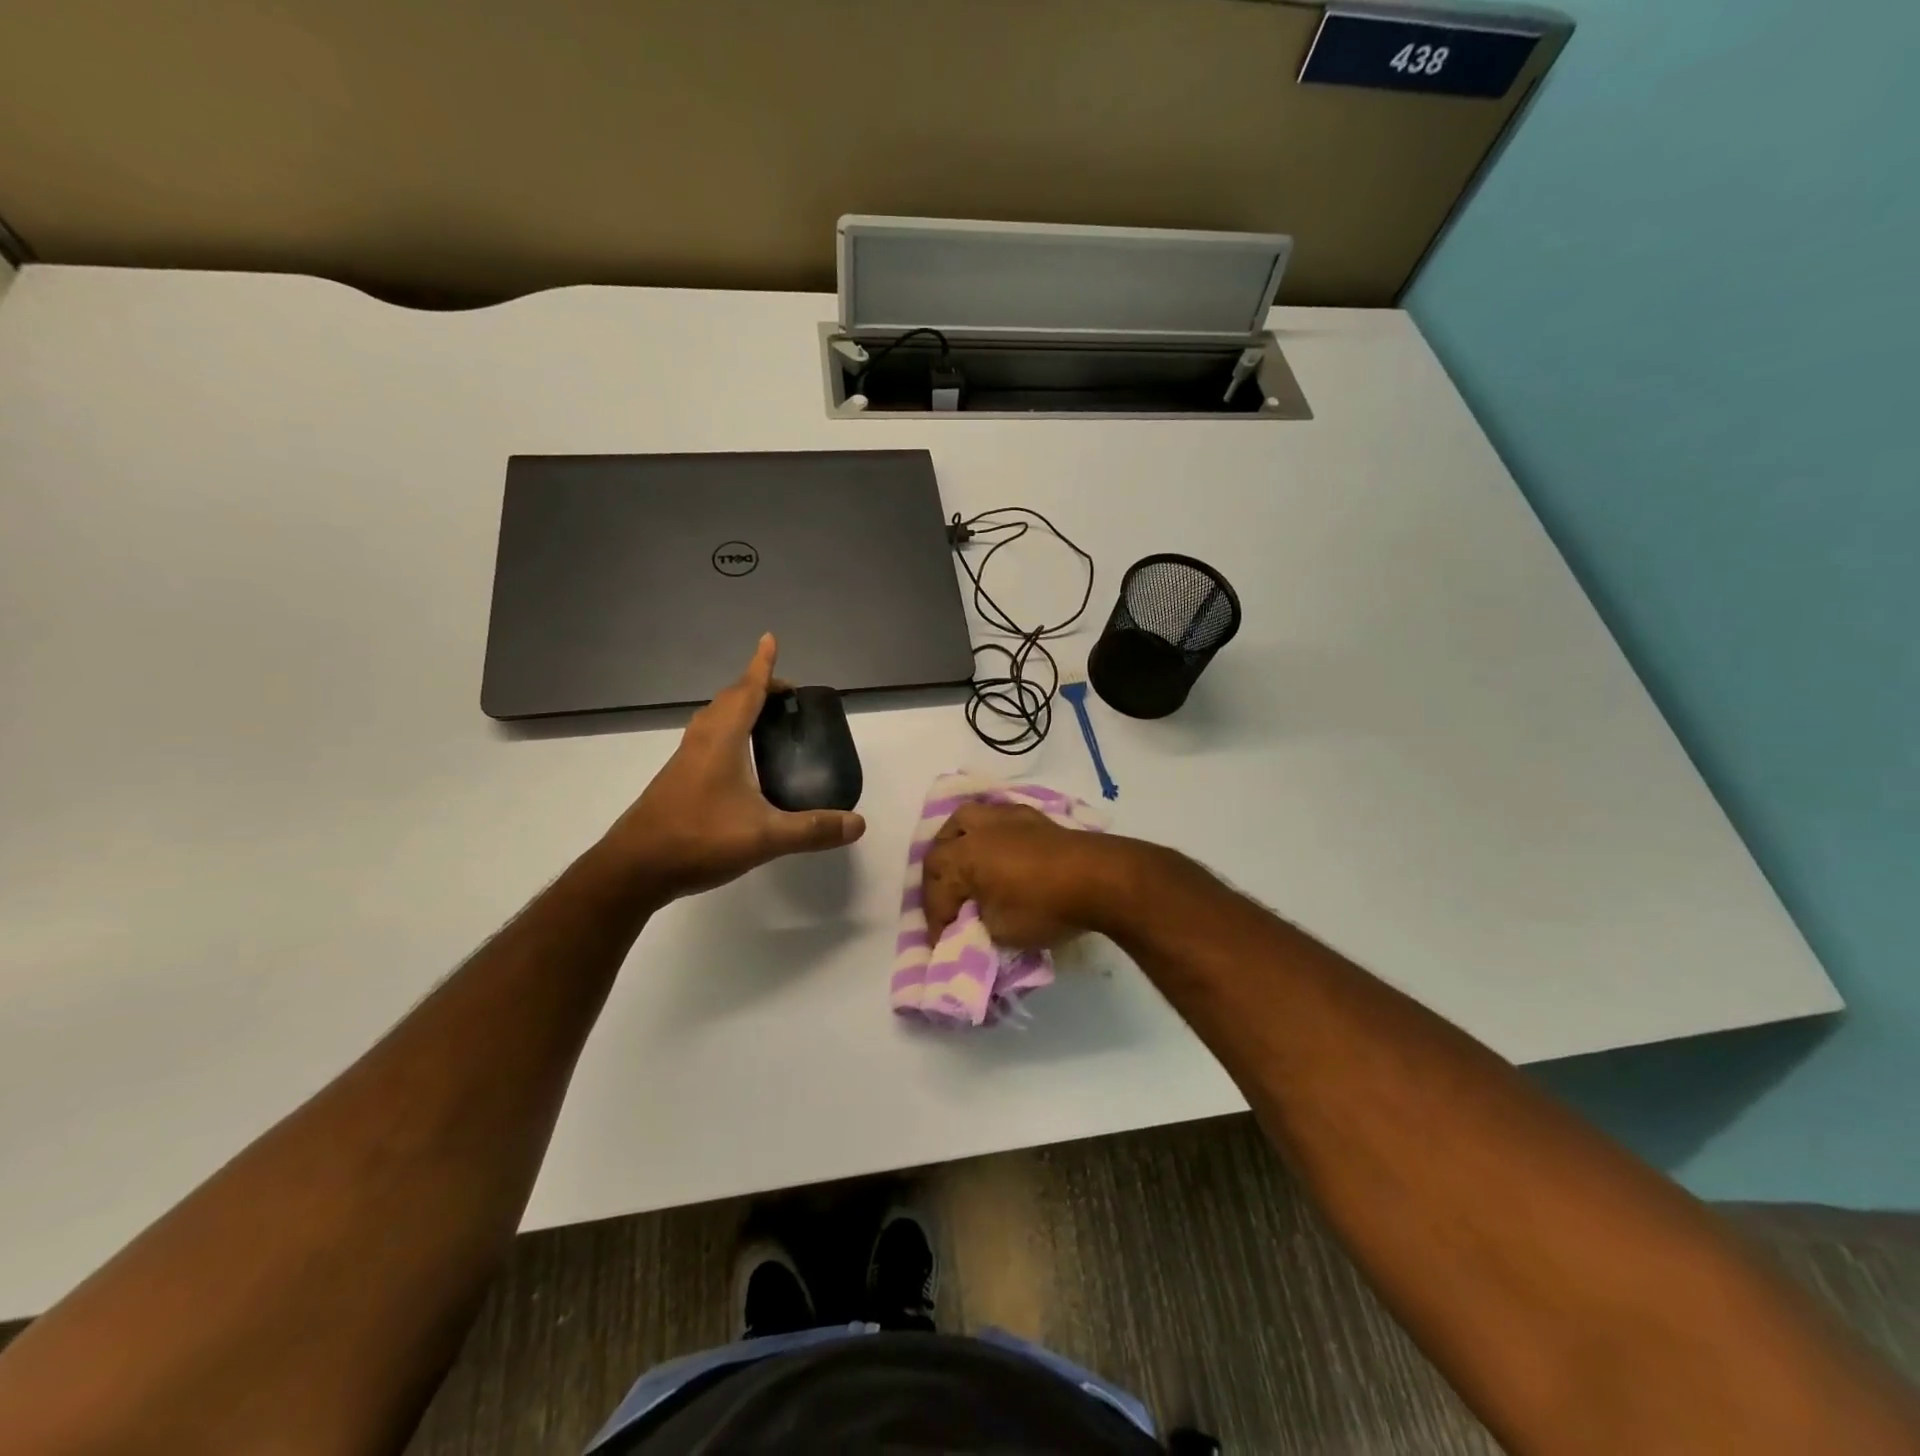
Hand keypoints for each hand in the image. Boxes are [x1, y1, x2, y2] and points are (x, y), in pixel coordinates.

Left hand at [600, 634, 865, 901]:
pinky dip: (729, 732)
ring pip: (715, 719)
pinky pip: (708, 739)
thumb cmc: (698, 839)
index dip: (762, 666)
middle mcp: (702, 741)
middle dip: (757, 687)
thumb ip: (812, 829)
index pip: (747, 691)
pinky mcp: (678, 779)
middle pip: (730, 700)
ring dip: (739, 708)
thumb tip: (858, 823)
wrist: (634, 868)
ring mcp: (686, 760)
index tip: (769, 639)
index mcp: (723, 740)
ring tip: (765, 718)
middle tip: (786, 695)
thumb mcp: (764, 837)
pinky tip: (740, 761)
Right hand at [921, 802, 1125, 948]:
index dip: (936, 920)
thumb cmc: (1044, 907)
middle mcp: (979, 829)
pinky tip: (997, 851)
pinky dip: (987, 834)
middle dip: (937, 877)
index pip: (936, 891)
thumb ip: (976, 923)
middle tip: (946, 903)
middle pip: (942, 846)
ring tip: (964, 865)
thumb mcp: (1000, 931)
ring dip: (957, 842)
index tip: (942, 943)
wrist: (1099, 879)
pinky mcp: (1033, 817)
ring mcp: (1007, 817)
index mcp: (963, 856)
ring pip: (967, 819)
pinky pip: (997, 818)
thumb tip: (974, 919)